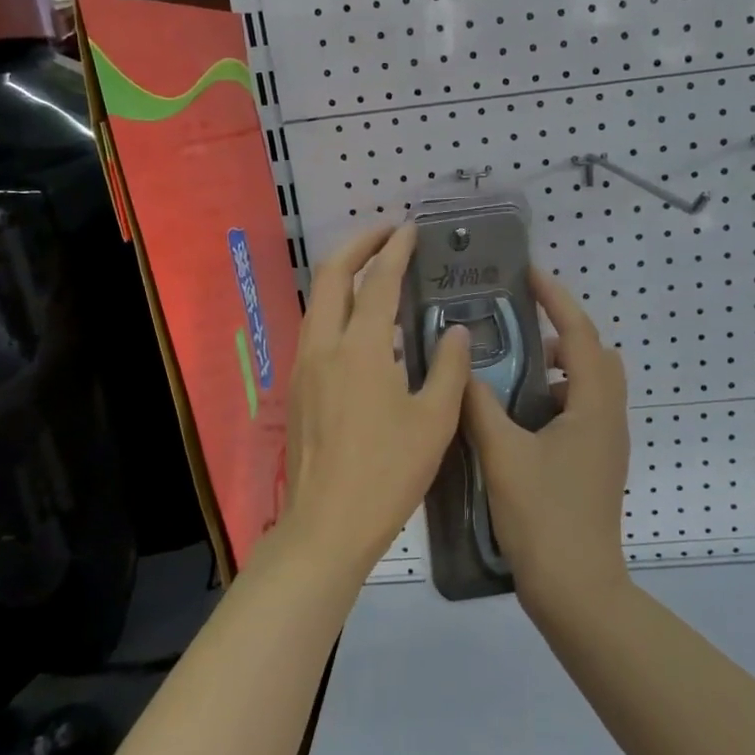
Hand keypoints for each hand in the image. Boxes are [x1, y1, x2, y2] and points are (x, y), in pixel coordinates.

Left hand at [280, 222, 471, 574]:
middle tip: (387, 233)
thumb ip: (449, 368)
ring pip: (318, 301)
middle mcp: (324, 346)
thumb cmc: (388, 473)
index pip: (378, 282)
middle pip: (331, 276)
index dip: (396, 250)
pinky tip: (363, 326)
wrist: (327, 525)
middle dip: (358, 245)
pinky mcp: (299, 387)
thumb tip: (455, 330)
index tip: (411, 229)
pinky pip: (317, 328)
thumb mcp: (434, 421)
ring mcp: (305, 366)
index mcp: (361, 348)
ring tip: (375, 270)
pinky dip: (338, 307)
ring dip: (344, 275)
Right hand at [463, 269, 630, 609]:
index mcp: (594, 406)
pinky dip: (557, 398)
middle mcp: (609, 418)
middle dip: (562, 333)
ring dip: (559, 369)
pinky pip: (583, 411)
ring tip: (512, 373)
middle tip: (520, 329)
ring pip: (590, 386)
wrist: (577, 588)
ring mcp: (607, 443)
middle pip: (595, 355)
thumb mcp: (503, 455)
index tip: (529, 275)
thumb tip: (463, 370)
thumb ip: (480, 407)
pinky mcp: (597, 464)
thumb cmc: (543, 516)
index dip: (557, 300)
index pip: (579, 335)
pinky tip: (519, 418)